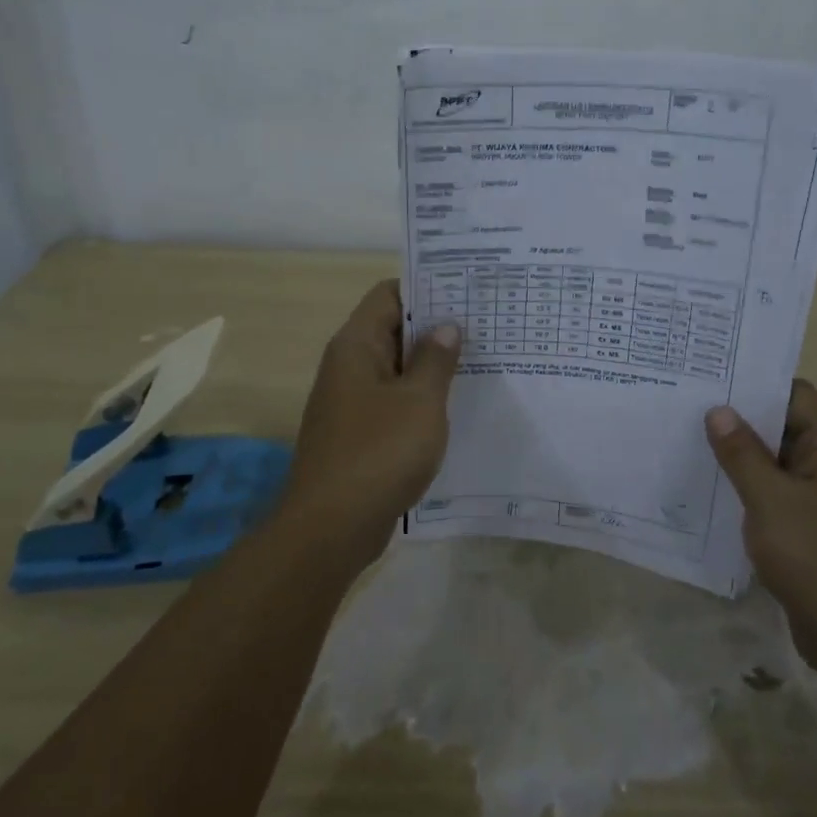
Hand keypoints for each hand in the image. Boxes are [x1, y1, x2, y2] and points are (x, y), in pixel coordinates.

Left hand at [276, 279, 460, 573]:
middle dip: (436, 327)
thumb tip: (446, 326)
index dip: (427, 287)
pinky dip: (422, 399)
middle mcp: (349, 367)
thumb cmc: (378, 453)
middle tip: (485, 325)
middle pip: (394, 330)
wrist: (331, 529)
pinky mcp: (359, 434)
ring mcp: (352, 402)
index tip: (467, 290)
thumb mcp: (420, 401)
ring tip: (481, 361)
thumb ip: (436, 359)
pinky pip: (394, 402)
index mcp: (356, 346)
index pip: (389, 295)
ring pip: (397, 369)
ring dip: (432, 366)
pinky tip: (457, 407)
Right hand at [705, 380, 816, 663]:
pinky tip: (712, 492)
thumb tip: (719, 411)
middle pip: (784, 426)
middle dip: (739, 420)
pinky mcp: (815, 531)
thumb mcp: (771, 501)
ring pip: (777, 464)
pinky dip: (750, 491)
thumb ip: (742, 454)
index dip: (754, 383)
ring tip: (689, 443)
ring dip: (741, 458)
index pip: (794, 394)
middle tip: (687, 407)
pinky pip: (778, 497)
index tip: (709, 378)